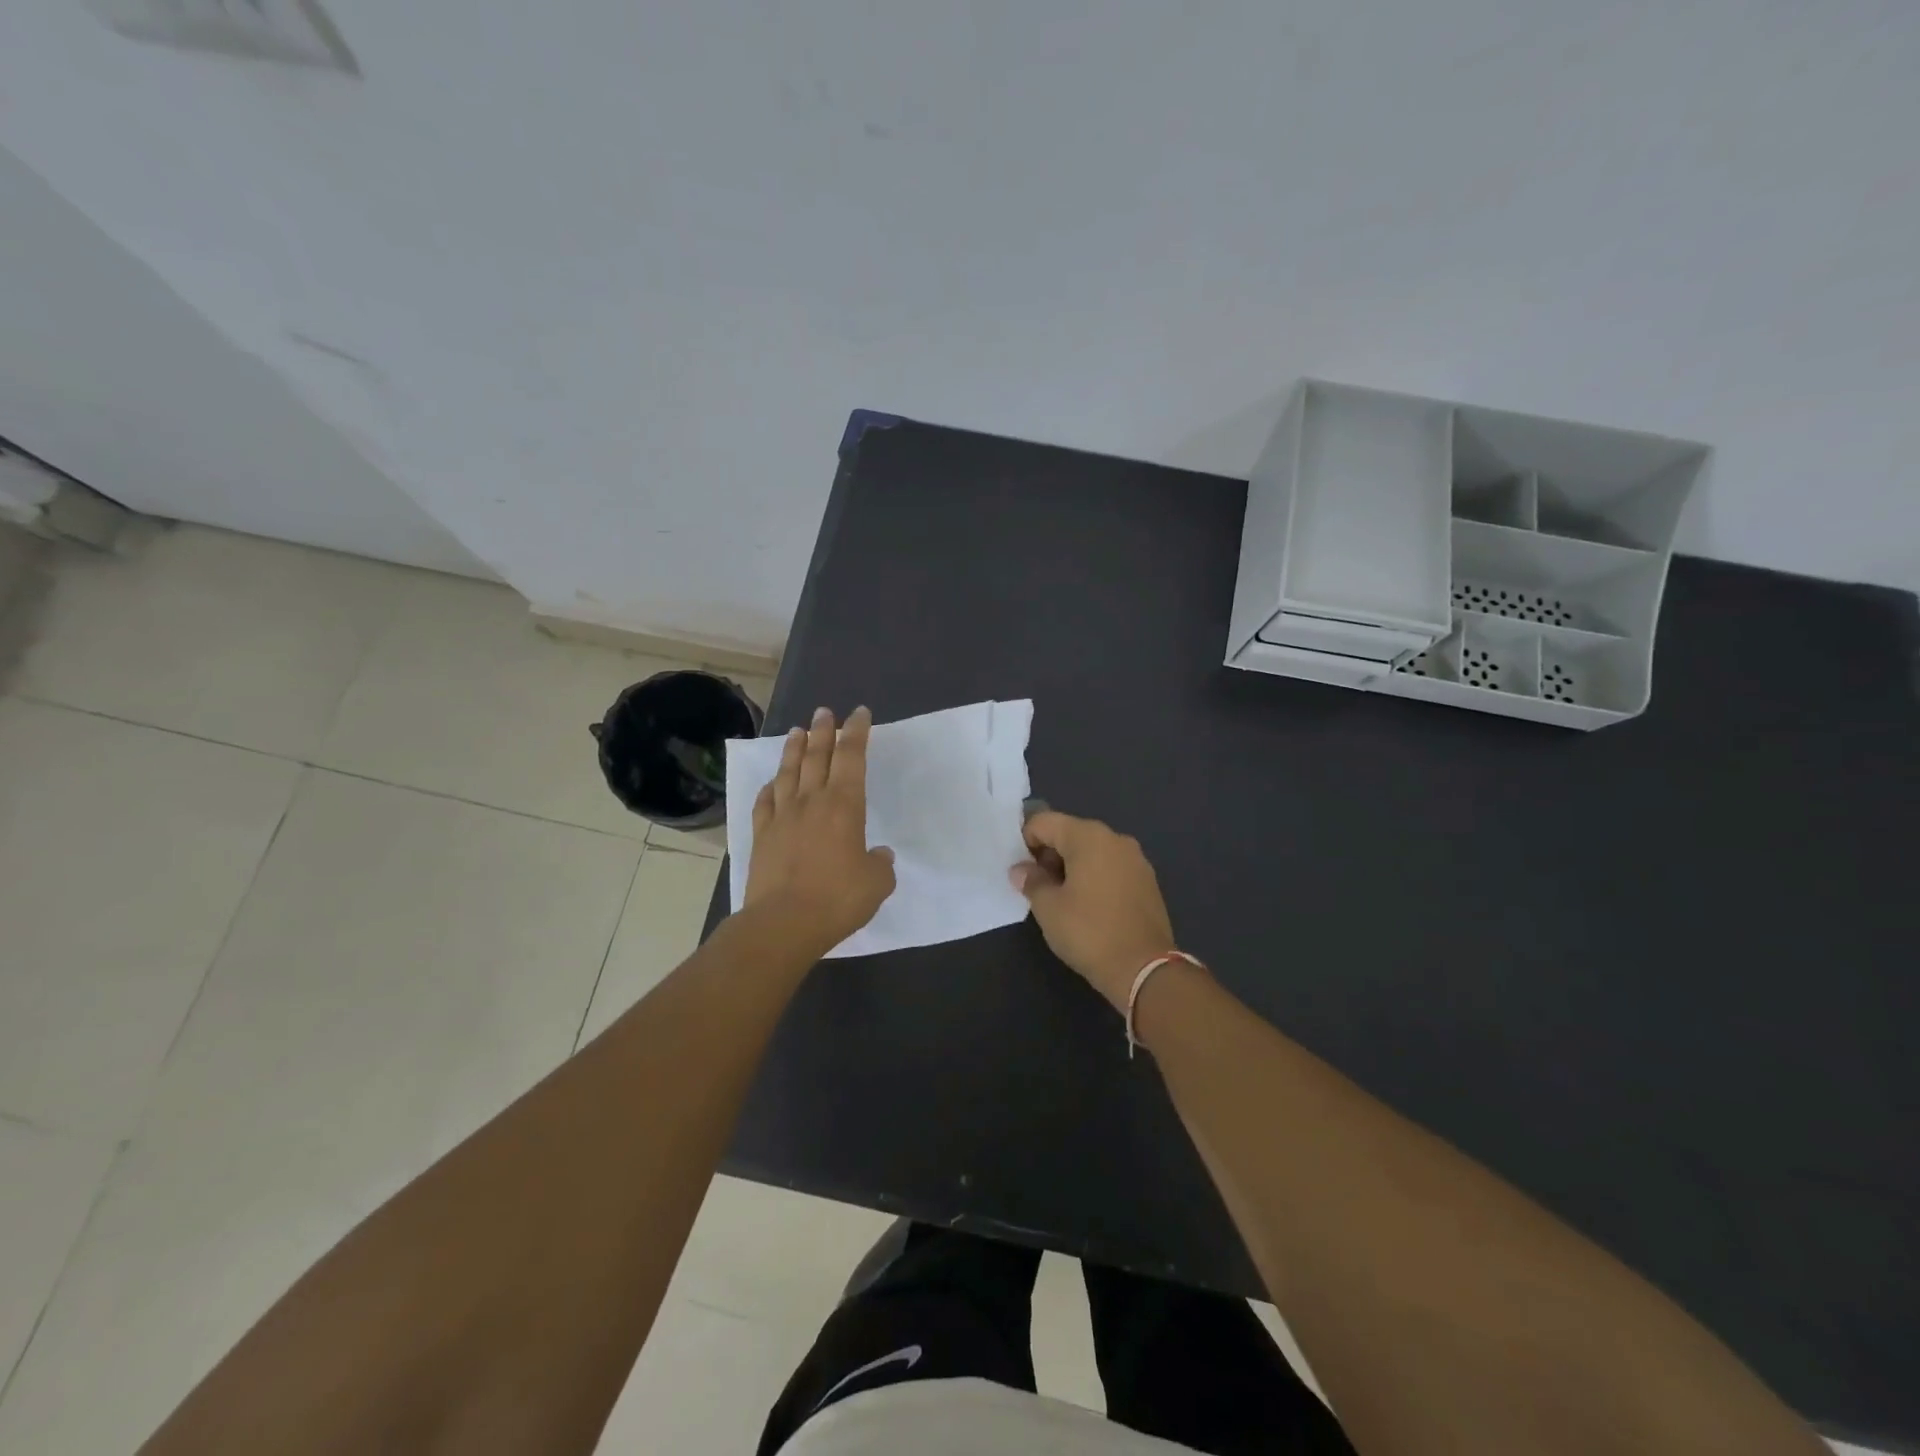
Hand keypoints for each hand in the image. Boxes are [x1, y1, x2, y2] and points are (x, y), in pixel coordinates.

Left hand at [744, 706, 895, 956]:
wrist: (783, 923)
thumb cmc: (837, 899)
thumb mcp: (876, 884)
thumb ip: (880, 864)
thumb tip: (878, 855)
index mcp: (844, 805)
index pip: (852, 757)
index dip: (857, 732)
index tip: (859, 714)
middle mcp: (812, 801)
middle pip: (817, 756)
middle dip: (824, 731)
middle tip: (825, 712)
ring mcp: (782, 817)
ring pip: (788, 772)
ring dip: (794, 749)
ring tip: (798, 731)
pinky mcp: (762, 836)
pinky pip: (765, 802)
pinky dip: (770, 788)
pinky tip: (772, 783)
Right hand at [1011, 811, 1178, 1010]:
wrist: (1144, 969)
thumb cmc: (1089, 932)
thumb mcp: (1048, 907)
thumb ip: (1031, 881)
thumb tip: (1021, 870)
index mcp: (1088, 836)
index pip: (1045, 822)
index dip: (1025, 842)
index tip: (1021, 871)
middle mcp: (1115, 838)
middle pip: (1070, 833)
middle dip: (1049, 855)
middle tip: (1037, 887)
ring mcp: (1136, 859)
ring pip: (1092, 851)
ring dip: (1072, 867)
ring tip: (1061, 899)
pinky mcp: (1147, 881)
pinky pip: (1111, 867)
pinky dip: (1094, 877)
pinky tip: (1088, 906)